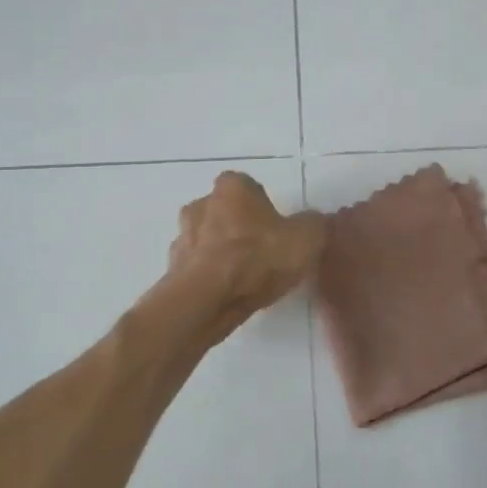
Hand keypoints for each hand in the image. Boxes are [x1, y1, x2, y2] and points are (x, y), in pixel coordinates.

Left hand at [168, 171, 326, 331]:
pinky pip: (196, 267)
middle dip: (239, 228)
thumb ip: (314, 225)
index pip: (249, 187)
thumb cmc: (257, 259)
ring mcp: (182, 236)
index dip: (264, 207)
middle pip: (225, 212)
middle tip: (262, 254)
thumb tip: (313, 222)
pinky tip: (227, 294)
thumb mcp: (306, 238)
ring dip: (221, 253)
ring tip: (245, 279)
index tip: (276, 230)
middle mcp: (201, 203)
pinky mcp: (172, 268)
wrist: (206, 300)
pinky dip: (209, 277)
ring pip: (207, 239)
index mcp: (232, 187)